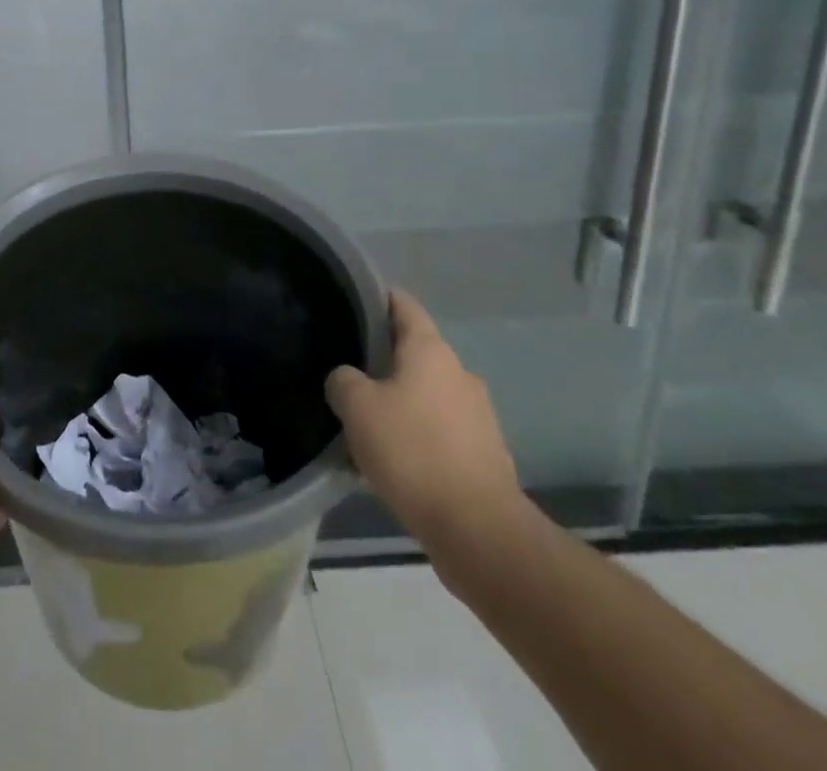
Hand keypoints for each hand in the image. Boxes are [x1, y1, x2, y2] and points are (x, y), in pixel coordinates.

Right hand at [326, 290, 522, 556]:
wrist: (479, 530)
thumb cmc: (413, 451)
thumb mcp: (357, 407)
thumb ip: (343, 380)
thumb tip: (347, 379)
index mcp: (430, 351)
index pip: (403, 305)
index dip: (377, 297)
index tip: (352, 300)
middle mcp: (458, 373)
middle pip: (414, 353)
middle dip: (382, 360)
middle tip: (347, 372)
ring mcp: (477, 414)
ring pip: (425, 395)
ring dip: (398, 403)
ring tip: (364, 424)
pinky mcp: (483, 453)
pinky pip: (439, 432)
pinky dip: (415, 437)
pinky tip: (391, 462)